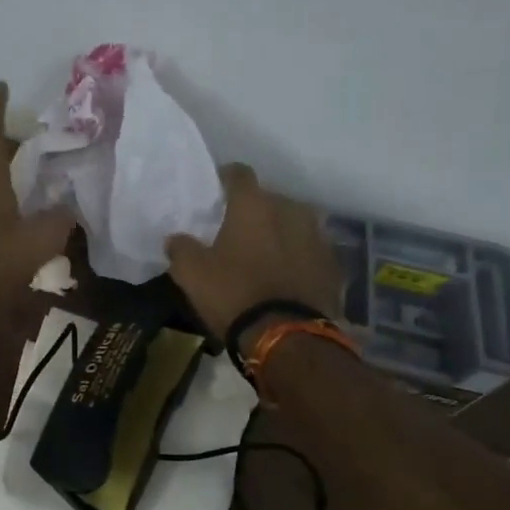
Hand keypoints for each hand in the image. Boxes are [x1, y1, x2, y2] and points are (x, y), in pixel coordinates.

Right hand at [165, 164, 342, 348]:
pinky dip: (298, 257)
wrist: (286, 336)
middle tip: (237, 230)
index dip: (225, 179)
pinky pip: (310, 251)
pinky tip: (286, 275)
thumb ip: (181, 248)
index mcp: (254, 205)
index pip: (239, 174)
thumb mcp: (191, 273)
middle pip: (270, 199)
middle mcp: (290, 210)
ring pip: (294, 223)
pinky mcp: (333, 264)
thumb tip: (176, 238)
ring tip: (264, 253)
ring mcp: (317, 236)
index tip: (215, 191)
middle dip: (255, 210)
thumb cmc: (233, 294)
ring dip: (280, 232)